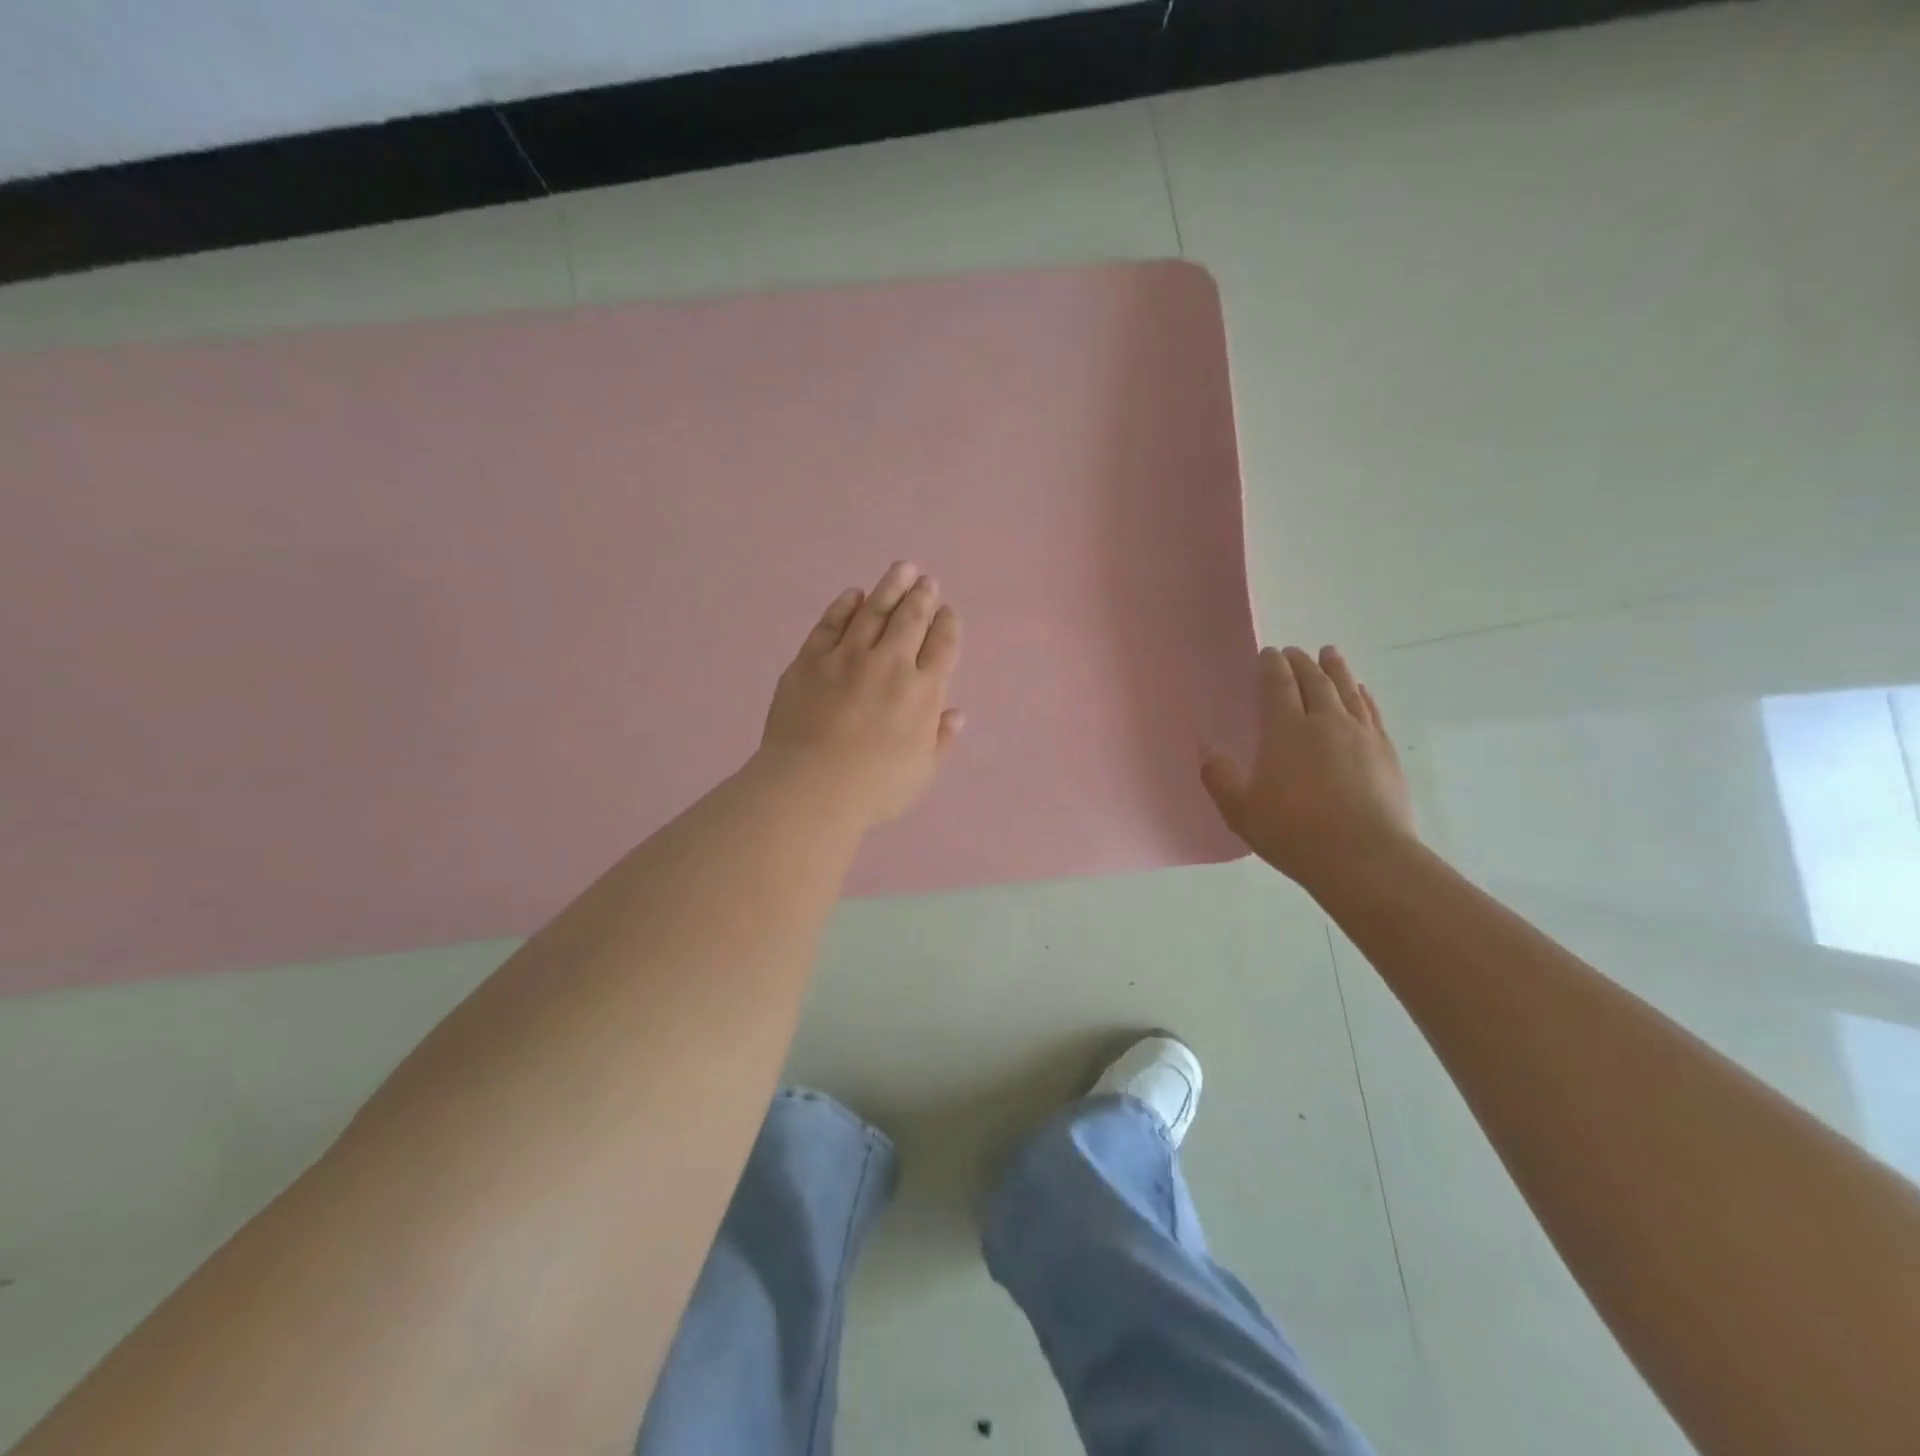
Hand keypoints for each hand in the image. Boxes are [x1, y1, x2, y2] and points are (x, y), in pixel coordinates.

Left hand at [759, 561, 963, 826]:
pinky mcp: (811, 659)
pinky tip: (853, 594)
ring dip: (890, 587)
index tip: (947, 610)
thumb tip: (956, 714)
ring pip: (874, 611)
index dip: (947, 624)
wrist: (813, 786)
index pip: (942, 645)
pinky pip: (831, 623)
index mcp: (923, 691)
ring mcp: (848, 657)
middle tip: (925, 580)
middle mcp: (890, 664)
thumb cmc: (875, 788)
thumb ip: (941, 739)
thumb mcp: (922, 772)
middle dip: (921, 596)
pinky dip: (844, 606)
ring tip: (901, 569)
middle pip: (910, 619)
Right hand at [1200, 645, 1416, 893]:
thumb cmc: (1294, 832)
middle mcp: (1325, 721)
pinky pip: (1371, 711)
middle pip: (1314, 680)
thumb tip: (1205, 747)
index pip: (1278, 685)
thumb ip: (1219, 776)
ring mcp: (1360, 734)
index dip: (1271, 666)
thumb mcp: (1240, 810)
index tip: (1268, 653)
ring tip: (1330, 654)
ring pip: (1346, 689)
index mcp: (1286, 730)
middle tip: (1294, 652)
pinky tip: (1360, 692)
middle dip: (1301, 662)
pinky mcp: (1385, 752)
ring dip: (1335, 669)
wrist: (1364, 857)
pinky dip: (1362, 695)